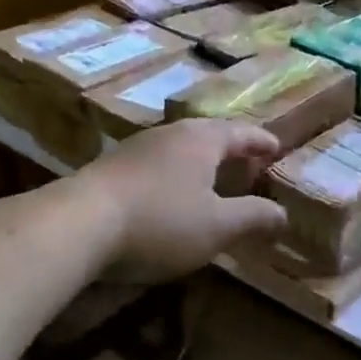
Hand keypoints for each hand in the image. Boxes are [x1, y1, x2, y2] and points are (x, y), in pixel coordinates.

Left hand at [71, 118, 288, 280]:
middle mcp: (171, 133)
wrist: (77, 225)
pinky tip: (170, 194)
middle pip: (210, 135)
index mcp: (202, 140)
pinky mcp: (111, 167)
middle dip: (232, 149)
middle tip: (248, 164)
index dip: (262, 142)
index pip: (242, 133)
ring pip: (180, 148)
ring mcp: (137, 147)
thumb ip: (254, 218)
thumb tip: (283, 214)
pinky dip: (175, 174)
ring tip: (212, 180)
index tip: (276, 148)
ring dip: (201, 162)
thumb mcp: (217, 227)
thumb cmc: (160, 221)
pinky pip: (157, 163)